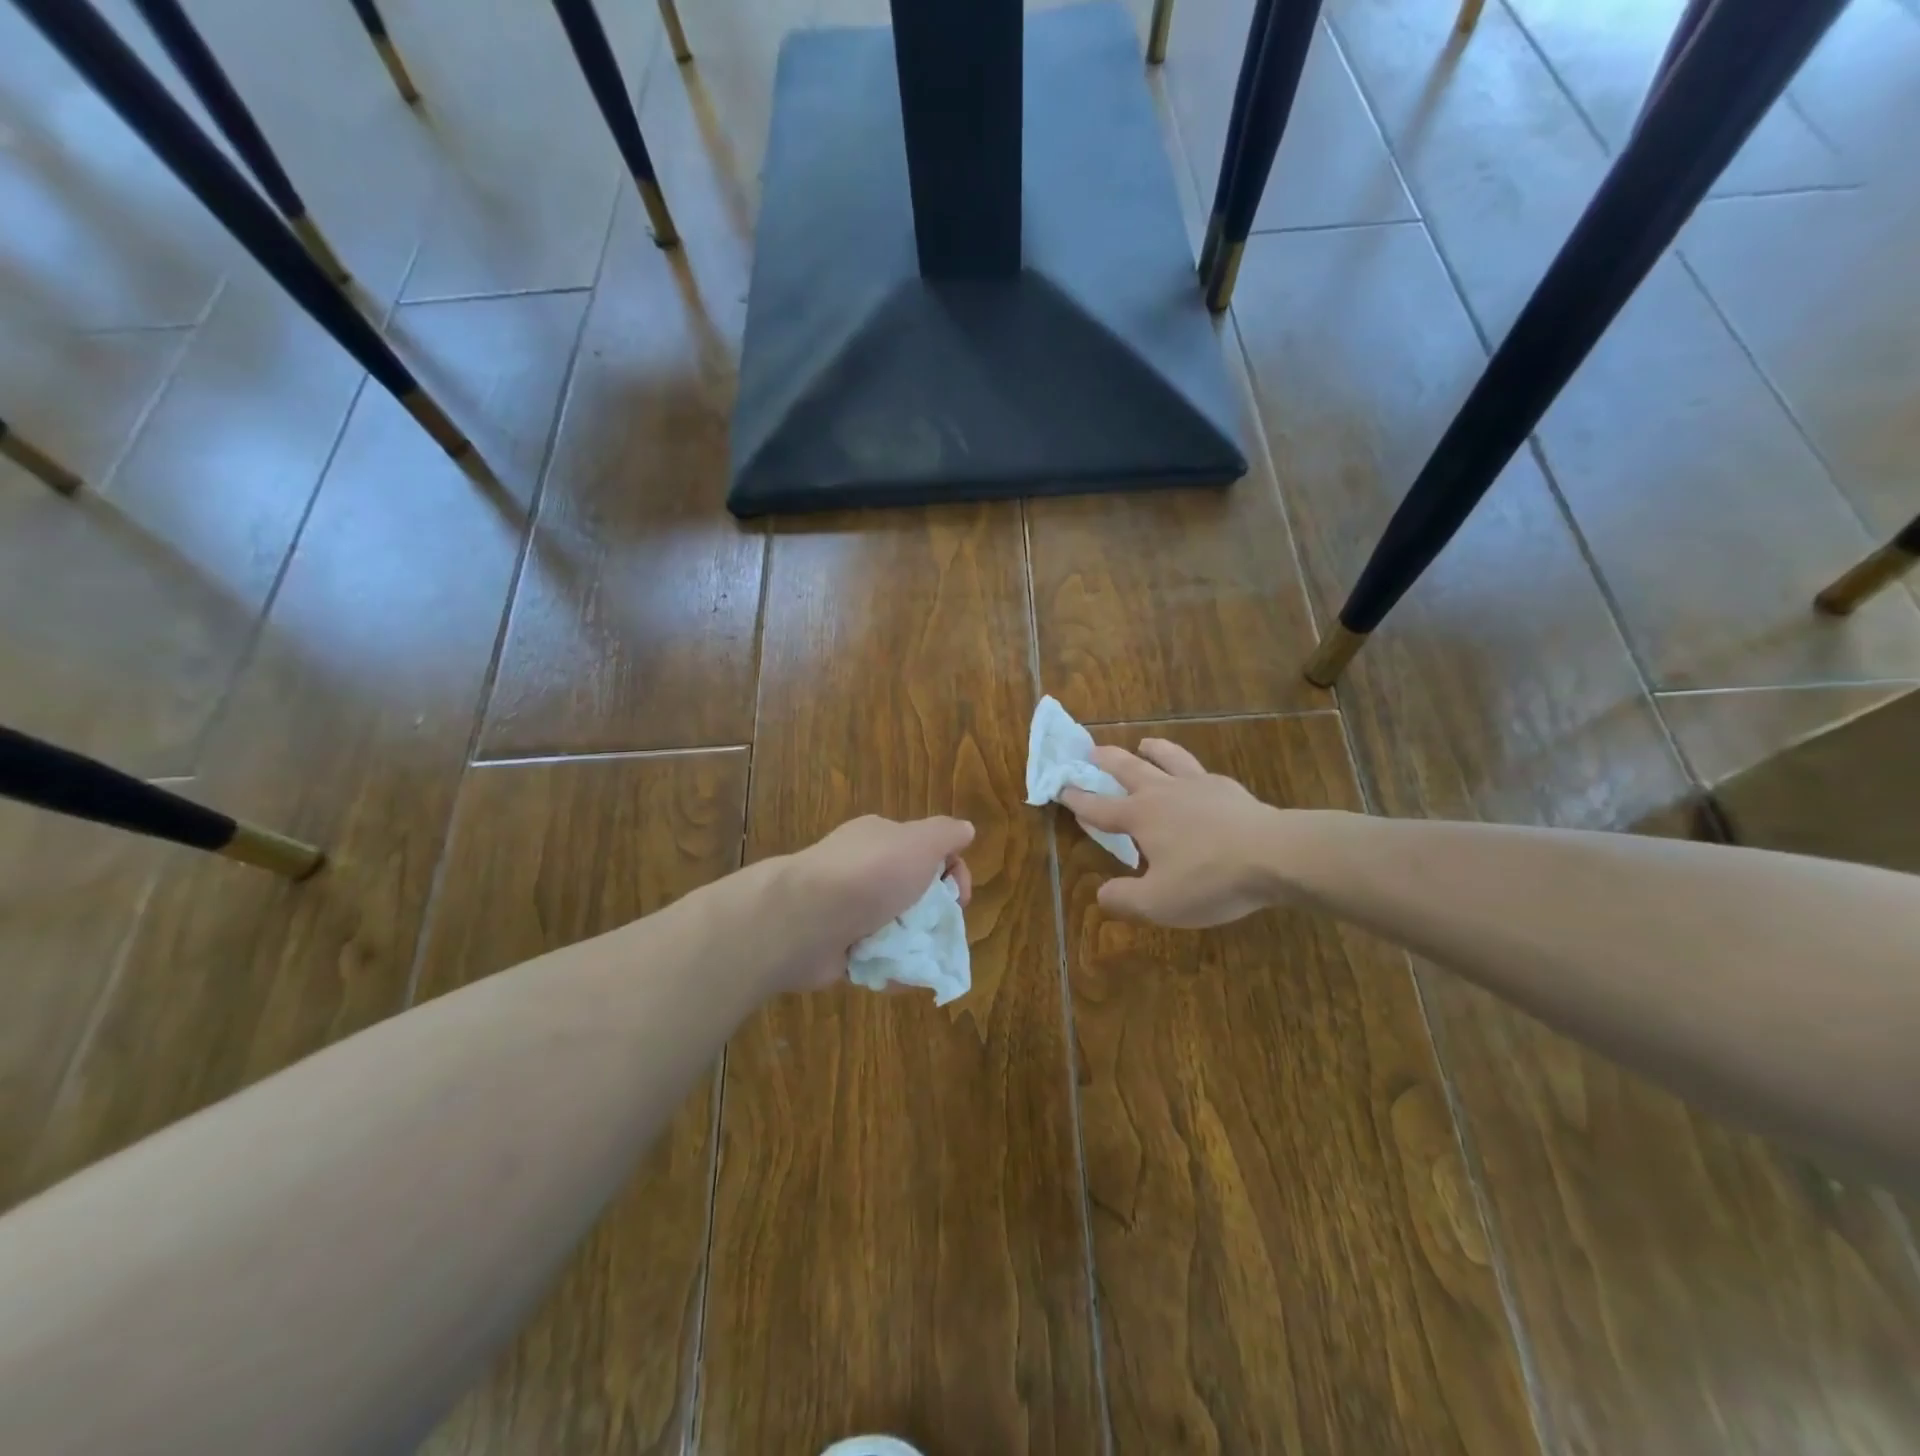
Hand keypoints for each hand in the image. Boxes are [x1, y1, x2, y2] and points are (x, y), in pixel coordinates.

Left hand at [770, 815, 974, 991]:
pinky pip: (877, 960)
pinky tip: (900, 976)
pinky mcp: (839, 948)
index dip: (954, 873)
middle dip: (935, 914)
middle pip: (915, 892)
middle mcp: (864, 870)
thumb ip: (946, 834)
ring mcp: (849, 910)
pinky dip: (892, 971)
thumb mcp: (919, 842)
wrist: (804, 921)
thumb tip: (966, 829)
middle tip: (941, 931)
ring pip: (897, 929)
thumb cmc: (870, 875)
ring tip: (922, 958)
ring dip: (915, 946)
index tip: (961, 897)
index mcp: (881, 839)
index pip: (928, 851)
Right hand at [1061, 739, 1281, 927]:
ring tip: (1144, 744)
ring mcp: (1197, 785)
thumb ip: (1124, 900)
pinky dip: (1189, 768)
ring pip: (1167, 758)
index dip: (1076, 798)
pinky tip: (1196, 776)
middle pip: (1127, 768)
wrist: (1275, 854)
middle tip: (1091, 750)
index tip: (1059, 786)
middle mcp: (1163, 792)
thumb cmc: (1210, 878)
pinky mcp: (1228, 788)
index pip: (1098, 807)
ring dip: (1151, 749)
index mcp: (1140, 816)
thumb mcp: (1159, 903)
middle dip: (1105, 760)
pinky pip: (1201, 771)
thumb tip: (1101, 895)